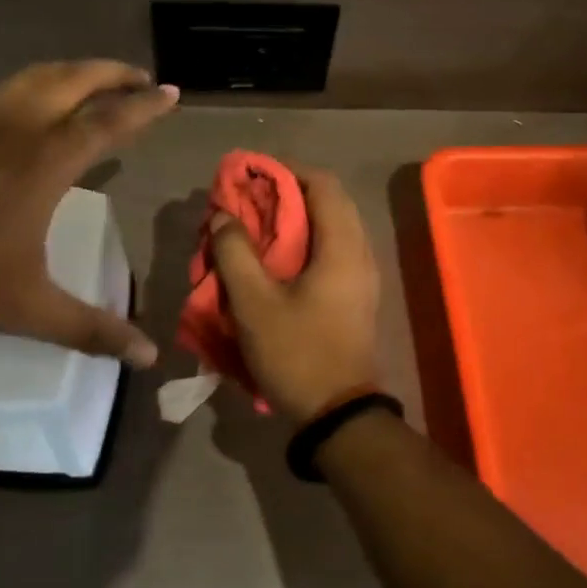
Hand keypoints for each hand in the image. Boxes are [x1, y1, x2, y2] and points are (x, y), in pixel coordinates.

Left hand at [0, 61, 177, 364]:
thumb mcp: (29, 308)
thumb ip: (92, 329)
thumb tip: (149, 357)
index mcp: (48, 160)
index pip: (110, 120)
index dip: (146, 105)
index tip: (171, 93)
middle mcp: (18, 123)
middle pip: (77, 79)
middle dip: (114, 73)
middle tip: (140, 77)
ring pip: (37, 75)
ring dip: (74, 74)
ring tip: (93, 83)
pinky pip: (1, 89)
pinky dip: (30, 87)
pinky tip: (26, 105)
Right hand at [208, 167, 381, 425]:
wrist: (339, 415)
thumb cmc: (297, 352)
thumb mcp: (255, 303)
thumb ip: (235, 253)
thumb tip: (224, 217)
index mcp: (343, 247)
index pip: (323, 184)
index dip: (287, 172)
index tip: (252, 175)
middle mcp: (360, 253)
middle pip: (329, 202)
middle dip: (288, 194)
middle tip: (250, 201)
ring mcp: (363, 277)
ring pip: (331, 228)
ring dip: (296, 219)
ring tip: (257, 227)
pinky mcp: (356, 297)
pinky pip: (332, 251)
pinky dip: (305, 242)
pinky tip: (275, 260)